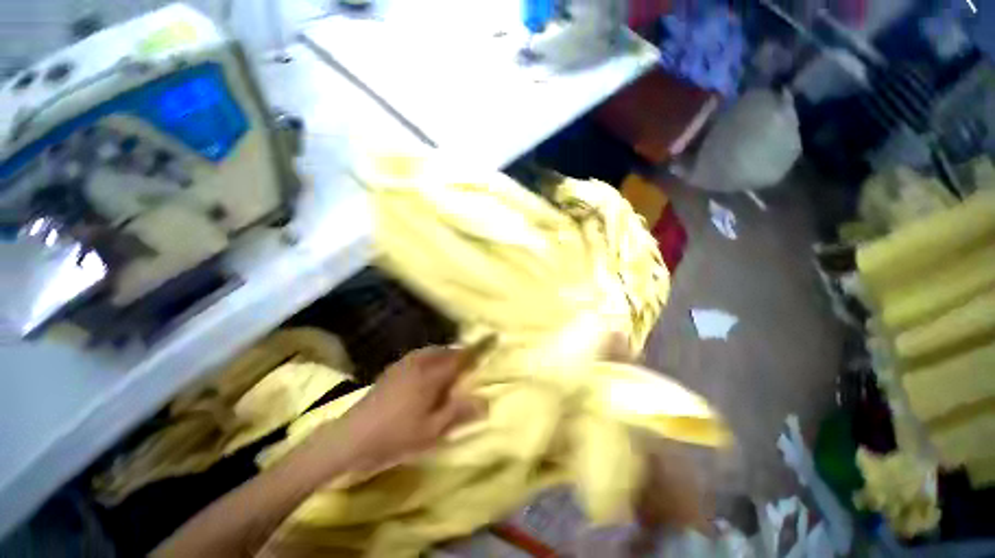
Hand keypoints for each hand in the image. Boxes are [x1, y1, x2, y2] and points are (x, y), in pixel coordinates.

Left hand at [334, 346, 485, 471]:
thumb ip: (460, 413)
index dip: (479, 348)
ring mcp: (405, 364)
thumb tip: (486, 401)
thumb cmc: (396, 436)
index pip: (462, 357)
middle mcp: (420, 363)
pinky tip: (427, 373)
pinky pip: (420, 356)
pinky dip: (430, 358)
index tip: (493, 337)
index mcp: (432, 375)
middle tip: (469, 365)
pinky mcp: (394, 369)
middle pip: (447, 351)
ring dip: (445, 356)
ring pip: (432, 352)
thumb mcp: (432, 431)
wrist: (351, 437)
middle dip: (461, 354)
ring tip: (451, 369)